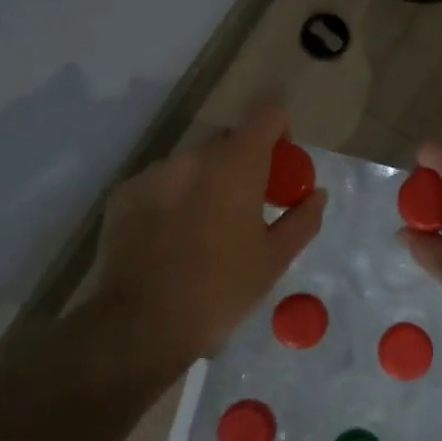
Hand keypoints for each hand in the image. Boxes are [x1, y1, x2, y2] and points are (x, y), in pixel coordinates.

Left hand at [84, 100, 326, 376]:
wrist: (141, 325)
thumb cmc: (220, 291)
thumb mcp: (274, 260)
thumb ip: (302, 219)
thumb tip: (316, 194)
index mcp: (236, 165)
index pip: (266, 114)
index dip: (279, 131)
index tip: (280, 165)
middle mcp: (193, 157)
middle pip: (228, 139)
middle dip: (243, 162)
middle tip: (247, 205)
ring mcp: (154, 173)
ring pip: (192, 163)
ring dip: (207, 181)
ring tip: (205, 229)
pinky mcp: (124, 193)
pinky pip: (161, 183)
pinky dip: (174, 198)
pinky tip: (171, 239)